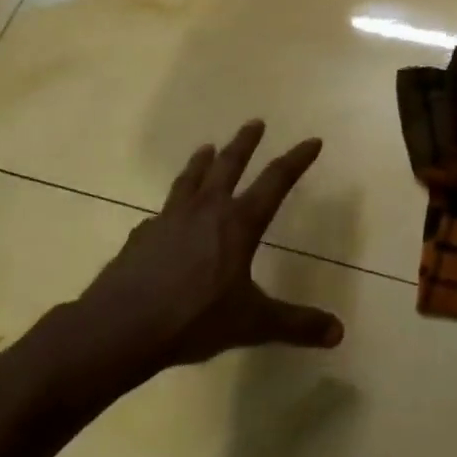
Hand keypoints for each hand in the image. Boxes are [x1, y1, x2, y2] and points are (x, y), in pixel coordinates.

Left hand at [60, 121, 343, 404]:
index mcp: (238, 223)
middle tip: (255, 122)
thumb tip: (339, 333)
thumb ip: (295, 324)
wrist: (118, 329)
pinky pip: (159, 215)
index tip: (312, 141)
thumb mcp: (252, 323)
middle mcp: (205, 211)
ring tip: (206, 148)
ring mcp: (168, 221)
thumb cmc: (193, 319)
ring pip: (189, 180)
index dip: (296, 160)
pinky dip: (169, 209)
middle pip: (228, 166)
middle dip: (244, 143)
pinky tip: (163, 217)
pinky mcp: (140, 238)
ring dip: (201, 162)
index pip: (276, 181)